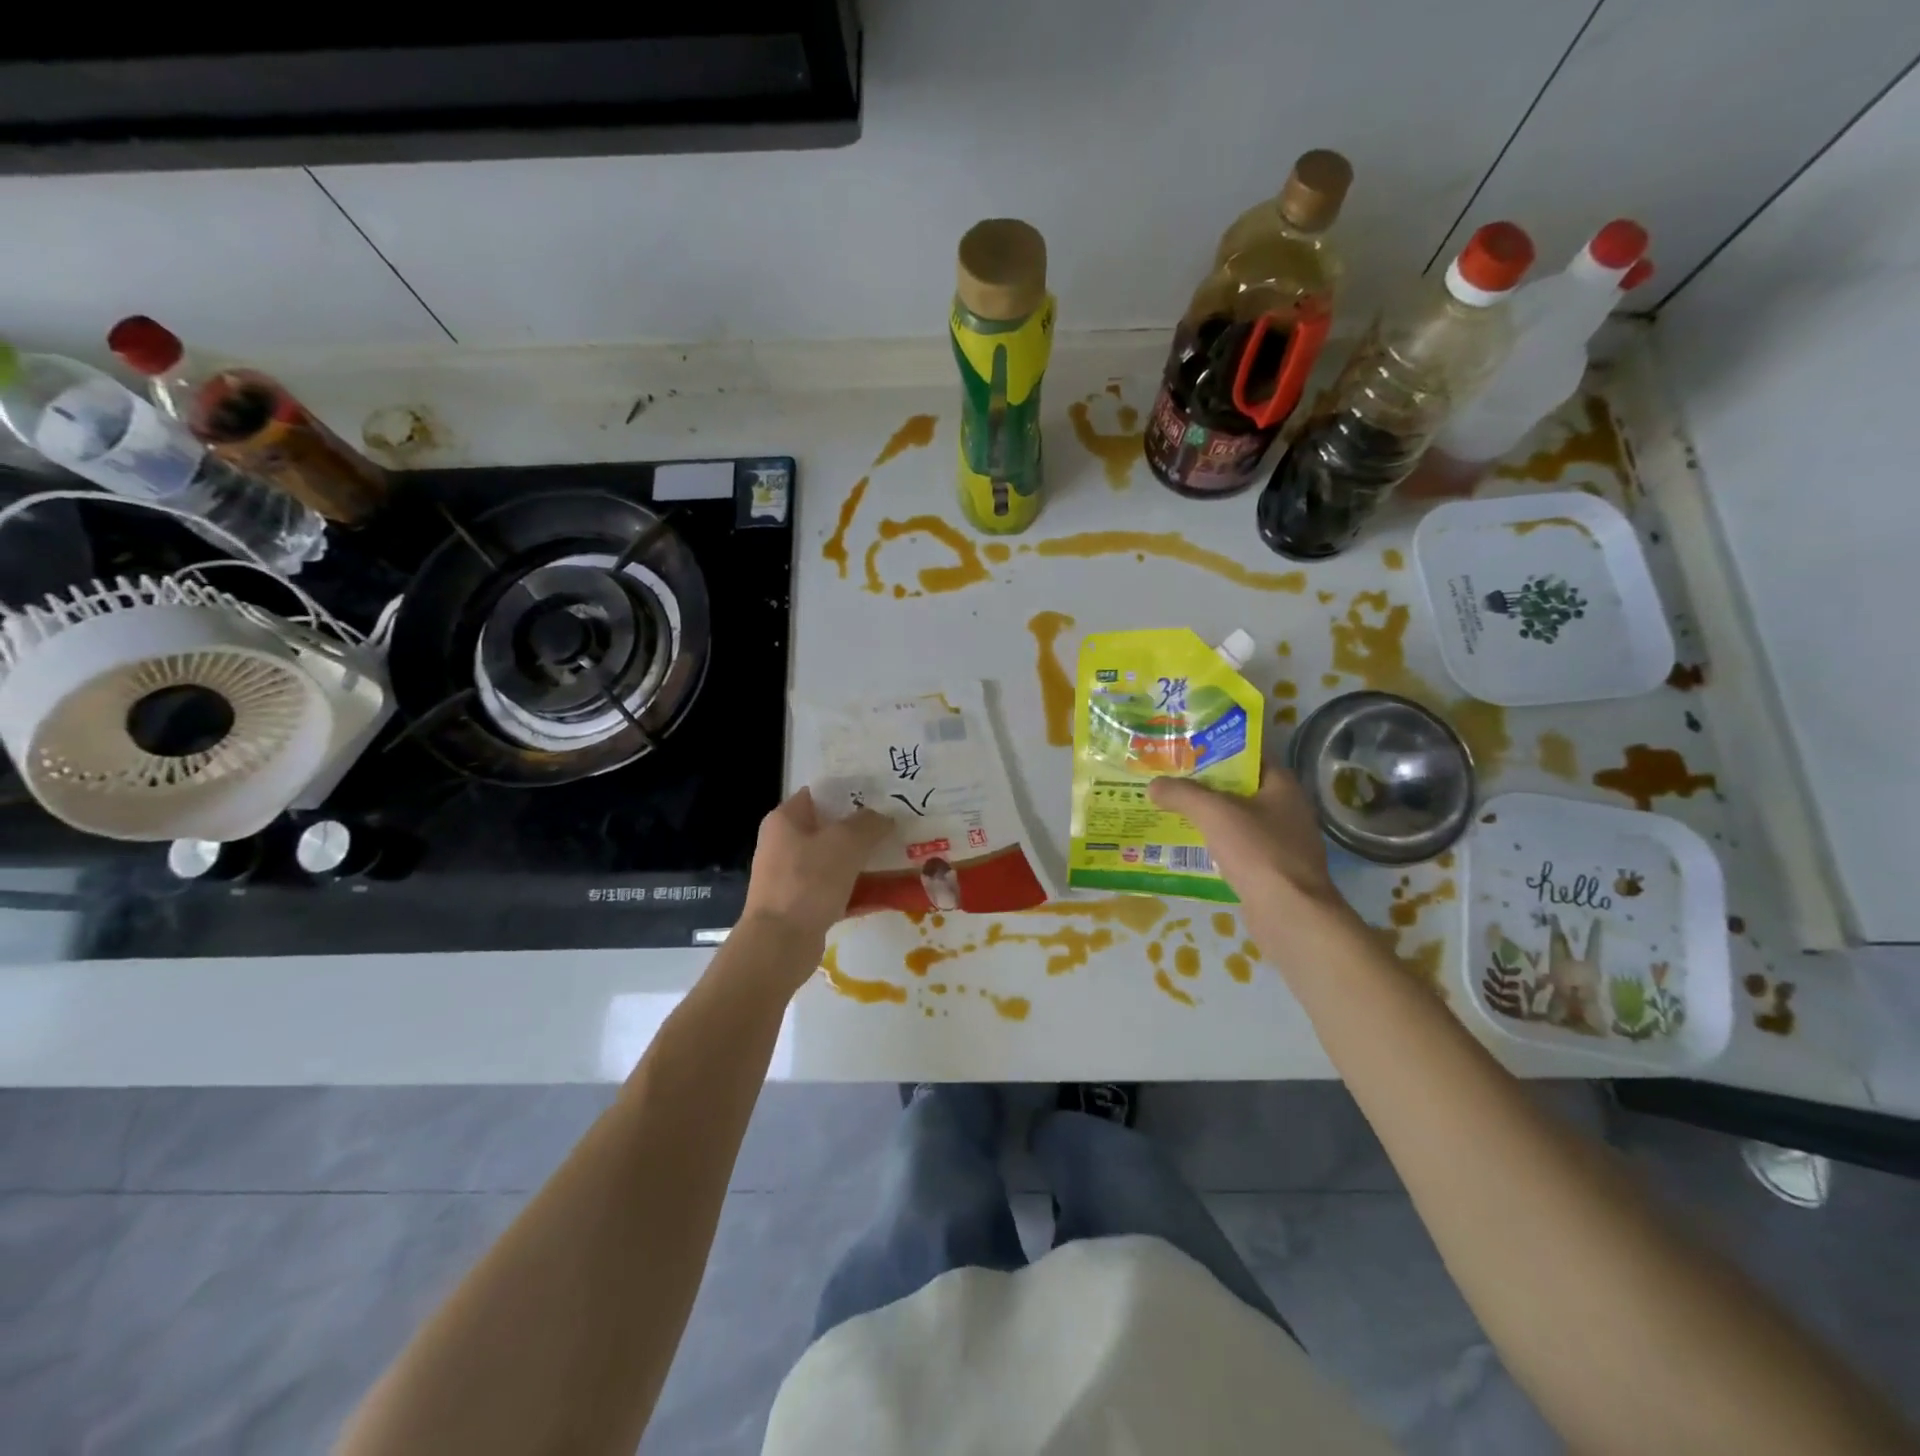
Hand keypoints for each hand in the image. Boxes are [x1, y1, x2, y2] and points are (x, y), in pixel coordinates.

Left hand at [741, 788, 891, 946]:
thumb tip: (883, 818)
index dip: (850, 794)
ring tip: (896, 860)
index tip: (881, 798)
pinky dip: (856, 890)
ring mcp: (790, 877)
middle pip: (829, 829)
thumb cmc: (808, 881)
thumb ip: (869, 823)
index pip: (819, 794)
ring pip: (834, 861)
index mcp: (785, 820)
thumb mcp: (846, 842)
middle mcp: (782, 844)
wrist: (779, 944)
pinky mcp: (800, 905)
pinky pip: (834, 890)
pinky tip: (884, 894)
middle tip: (894, 830)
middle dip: (861, 830)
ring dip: (862, 862)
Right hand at [1148, 764, 1343, 912]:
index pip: (1250, 755)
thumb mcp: (1213, 813)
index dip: (1218, 749)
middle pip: (1241, 788)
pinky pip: (1238, 848)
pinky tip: (1189, 846)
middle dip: (1206, 784)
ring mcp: (1282, 843)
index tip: (1186, 749)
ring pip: (1237, 820)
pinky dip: (1216, 845)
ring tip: (1172, 810)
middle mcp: (1287, 809)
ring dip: (1209, 817)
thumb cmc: (1257, 851)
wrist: (1289, 914)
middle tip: (1171, 779)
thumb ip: (1182, 794)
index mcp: (1282, 786)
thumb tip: (1154, 785)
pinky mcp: (1272, 871)